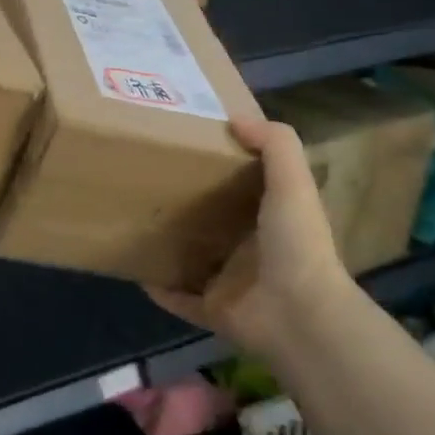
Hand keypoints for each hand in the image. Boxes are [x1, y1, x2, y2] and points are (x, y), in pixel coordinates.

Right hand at [144, 115, 353, 362]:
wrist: (299, 314)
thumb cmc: (296, 243)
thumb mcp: (292, 183)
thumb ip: (275, 145)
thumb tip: (236, 120)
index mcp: (272, 220)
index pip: (244, 190)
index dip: (221, 171)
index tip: (188, 150)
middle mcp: (251, 251)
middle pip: (214, 225)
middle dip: (187, 209)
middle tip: (149, 185)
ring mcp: (232, 284)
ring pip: (193, 261)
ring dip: (170, 248)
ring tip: (135, 224)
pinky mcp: (213, 311)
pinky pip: (179, 298)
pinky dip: (160, 289)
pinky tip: (135, 271)